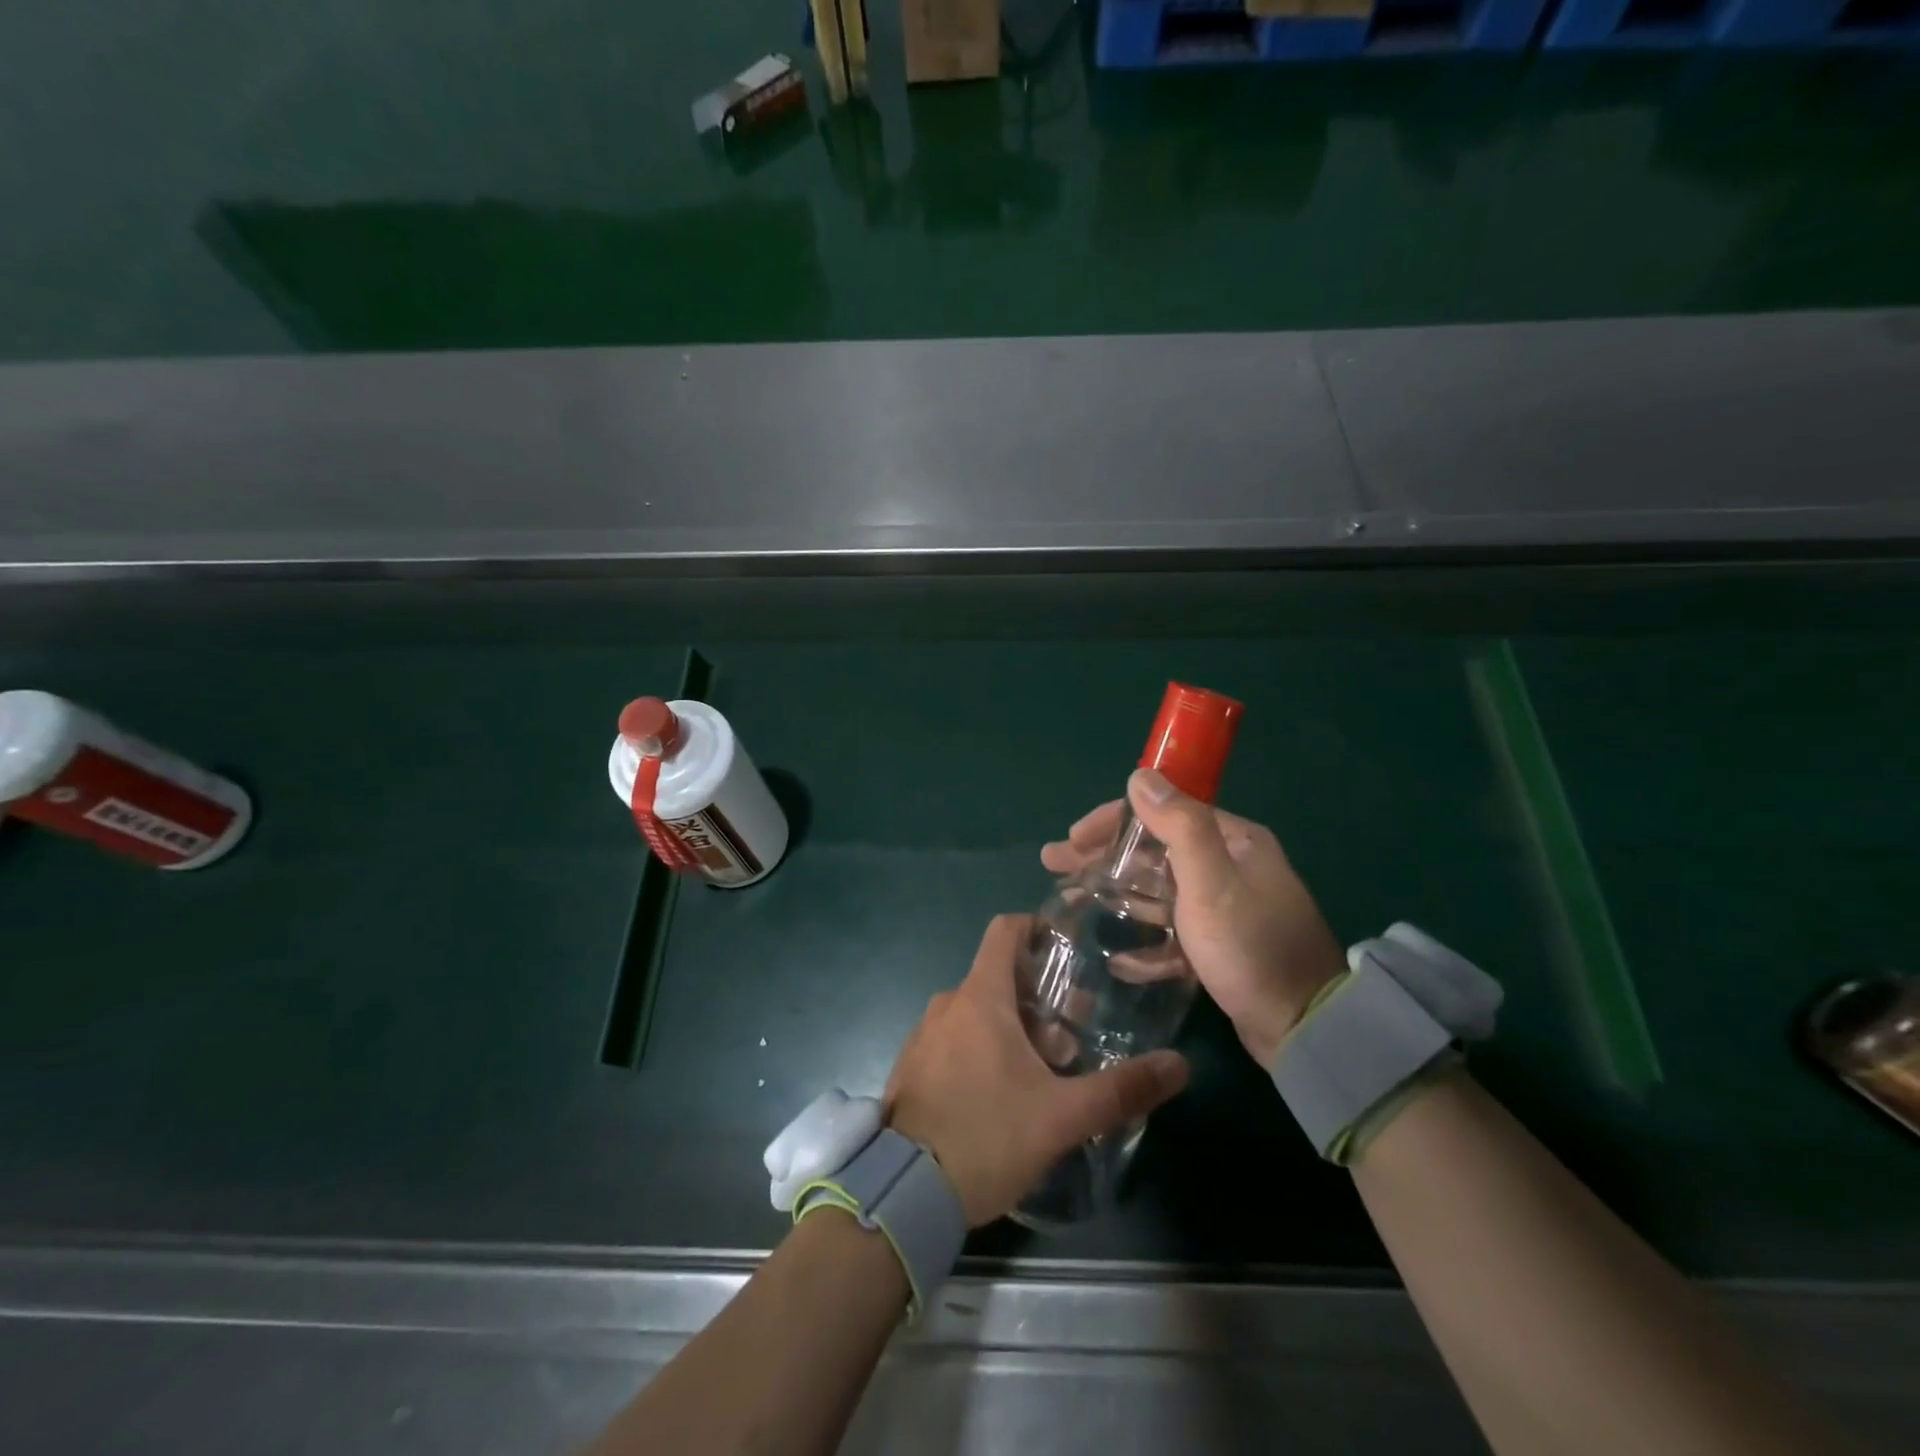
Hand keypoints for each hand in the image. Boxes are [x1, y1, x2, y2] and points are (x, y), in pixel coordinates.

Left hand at [884, 913, 1189, 1226]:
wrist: (904, 1194)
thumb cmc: (986, 1137)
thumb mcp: (1062, 1116)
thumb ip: (1121, 1089)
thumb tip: (1180, 1065)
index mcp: (980, 996)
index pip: (1004, 930)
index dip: (1035, 928)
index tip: (1066, 949)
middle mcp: (947, 1004)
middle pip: (997, 977)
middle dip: (1036, 997)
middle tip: (1071, 1033)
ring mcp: (923, 1035)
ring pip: (976, 1011)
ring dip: (1011, 1028)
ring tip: (1044, 1070)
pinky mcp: (912, 1067)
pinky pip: (953, 1039)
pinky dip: (981, 1048)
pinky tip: (1002, 1094)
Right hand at [1041, 770, 1345, 1067]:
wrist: (1306, 1029)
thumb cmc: (1250, 946)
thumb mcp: (1211, 881)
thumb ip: (1178, 825)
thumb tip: (1140, 776)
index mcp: (1233, 841)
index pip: (1162, 813)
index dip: (1113, 821)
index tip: (1072, 837)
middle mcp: (1231, 866)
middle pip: (1154, 851)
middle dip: (1105, 857)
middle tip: (1056, 866)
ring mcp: (1227, 908)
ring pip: (1160, 892)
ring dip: (1119, 896)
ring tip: (1073, 903)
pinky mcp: (1223, 947)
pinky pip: (1175, 933)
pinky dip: (1148, 942)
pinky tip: (1119, 958)